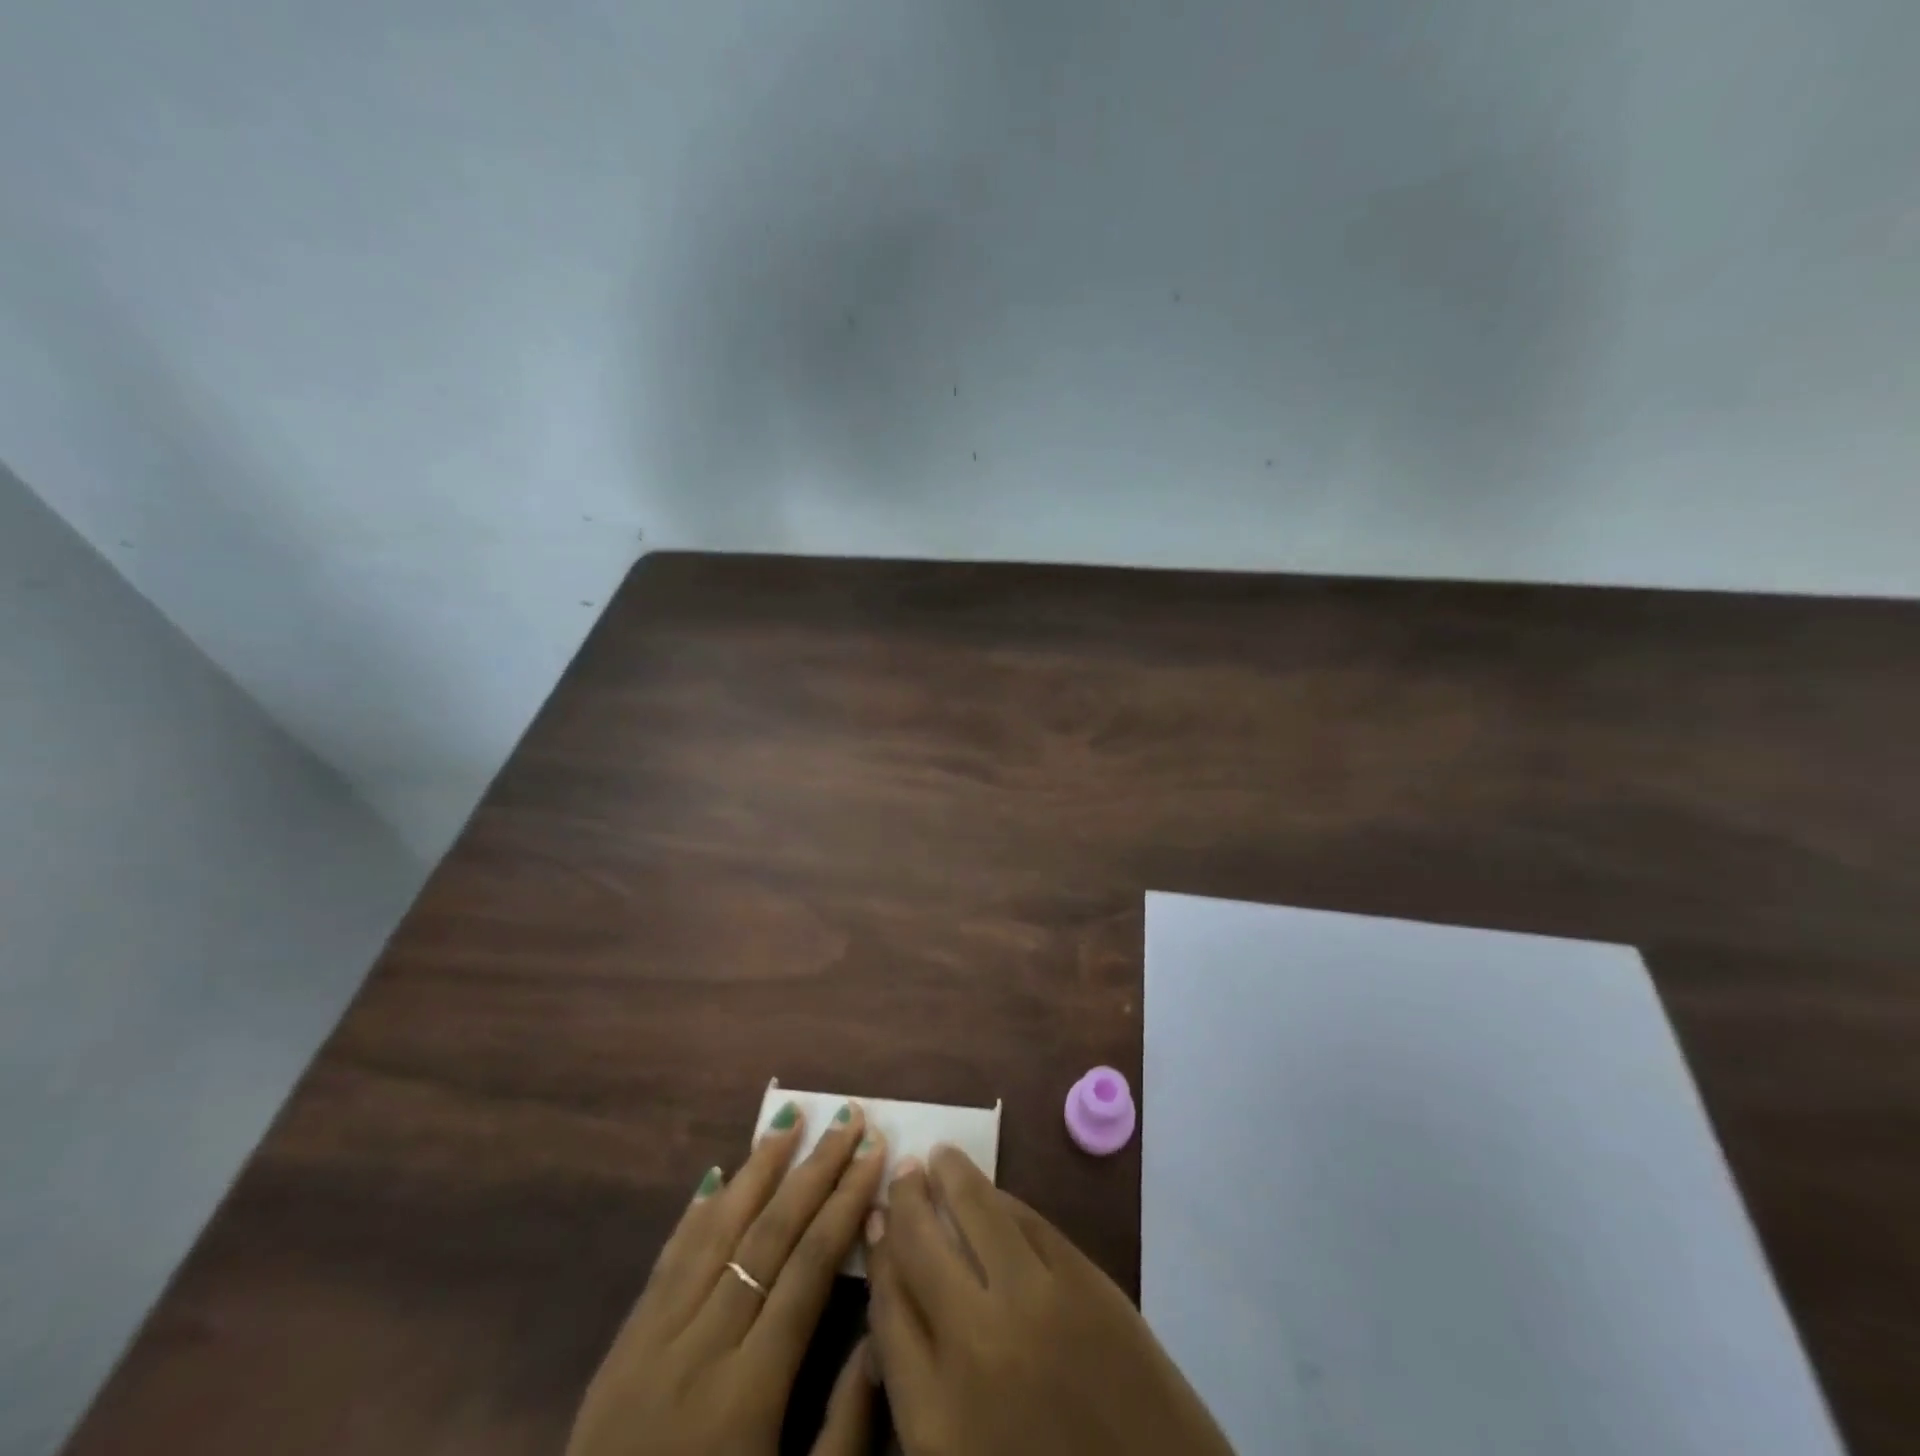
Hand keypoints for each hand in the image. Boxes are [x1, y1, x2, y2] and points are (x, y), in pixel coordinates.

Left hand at [567, 1101, 887, 1455]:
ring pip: (715, 1232)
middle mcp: (699, 1350)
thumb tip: (879, 1334)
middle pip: (767, 1236)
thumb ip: (844, 1432)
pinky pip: (666, 1263)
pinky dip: (695, 1214)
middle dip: (814, 1170)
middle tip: (849, 1117)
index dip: (845, 1204)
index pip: (807, 1270)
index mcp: (748, 1394)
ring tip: (790, 1118)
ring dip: (757, 1170)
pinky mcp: (620, 1350)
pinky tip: (715, 1175)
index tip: (874, 1153)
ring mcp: (652, 1343)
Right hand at [865, 1146, 1233, 1455]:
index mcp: (934, 1416)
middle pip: (920, 1245)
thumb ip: (919, 1389)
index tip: (874, 1220)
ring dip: (952, 1175)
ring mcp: (1036, 1302)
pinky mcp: (1086, 1280)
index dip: (878, 1254)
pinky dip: (1003, 1200)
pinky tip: (992, 1192)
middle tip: (902, 1171)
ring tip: (940, 1156)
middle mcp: (975, 1344)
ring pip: (976, 1211)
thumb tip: (898, 1308)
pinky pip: (1029, 1221)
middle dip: (905, 1200)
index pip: (886, 1307)